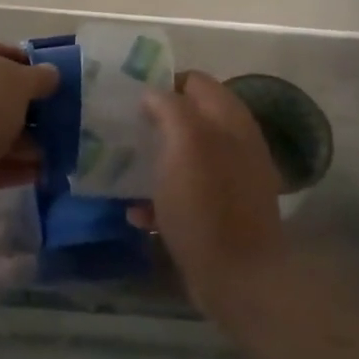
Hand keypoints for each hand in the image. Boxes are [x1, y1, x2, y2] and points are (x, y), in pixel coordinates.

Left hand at [0, 40, 60, 239]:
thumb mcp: (14, 81)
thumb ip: (38, 76)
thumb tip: (50, 74)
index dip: (30, 63)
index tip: (59, 79)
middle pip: (1, 95)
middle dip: (34, 106)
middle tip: (68, 115)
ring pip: (1, 130)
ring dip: (32, 139)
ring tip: (66, 146)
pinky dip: (22, 166)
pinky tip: (50, 170)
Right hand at [128, 71, 288, 319]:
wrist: (239, 278)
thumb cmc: (207, 204)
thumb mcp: (185, 143)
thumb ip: (169, 107)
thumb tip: (152, 93)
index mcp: (229, 119)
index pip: (194, 81)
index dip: (160, 83)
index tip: (127, 98)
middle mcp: (235, 143)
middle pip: (188, 119)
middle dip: (153, 123)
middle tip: (119, 132)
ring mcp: (230, 180)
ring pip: (183, 156)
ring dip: (153, 161)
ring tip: (121, 170)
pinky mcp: (220, 213)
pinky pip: (184, 194)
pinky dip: (160, 199)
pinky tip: (137, 214)